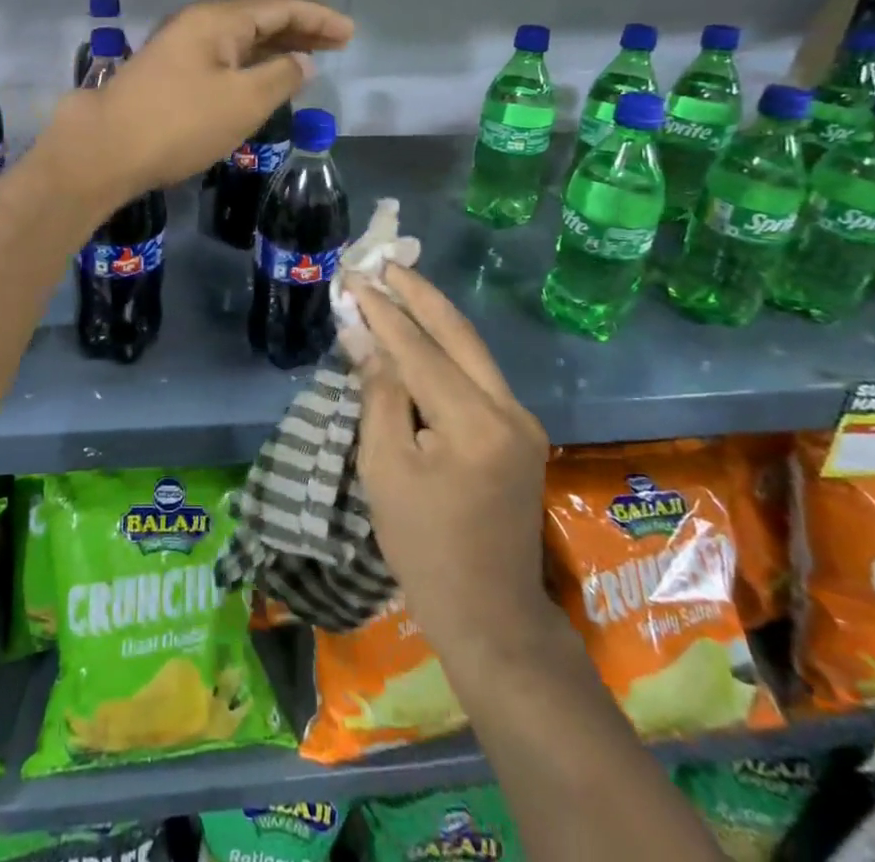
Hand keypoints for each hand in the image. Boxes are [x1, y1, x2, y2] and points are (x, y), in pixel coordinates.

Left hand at [44, 0, 352, 207]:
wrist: (105, 149)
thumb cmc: (179, 124)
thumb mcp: (243, 101)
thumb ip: (280, 77)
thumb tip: (301, 62)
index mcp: (217, 20)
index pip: (279, 7)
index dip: (318, 18)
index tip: (349, 34)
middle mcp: (198, 24)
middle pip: (259, 18)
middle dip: (300, 30)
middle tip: (336, 46)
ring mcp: (180, 48)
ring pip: (240, 40)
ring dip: (276, 48)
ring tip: (309, 61)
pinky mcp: (169, 74)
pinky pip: (223, 59)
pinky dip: (251, 65)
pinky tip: (263, 80)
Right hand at [350, 265, 564, 678]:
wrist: (489, 612)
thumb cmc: (423, 545)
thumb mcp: (384, 467)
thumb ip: (377, 392)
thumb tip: (361, 333)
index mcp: (473, 422)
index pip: (418, 349)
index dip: (382, 311)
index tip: (353, 279)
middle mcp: (508, 409)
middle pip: (457, 333)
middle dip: (418, 293)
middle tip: (382, 263)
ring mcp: (521, 419)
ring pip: (472, 348)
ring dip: (433, 314)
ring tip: (397, 284)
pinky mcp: (520, 430)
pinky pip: (477, 373)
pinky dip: (446, 347)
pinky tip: (421, 333)